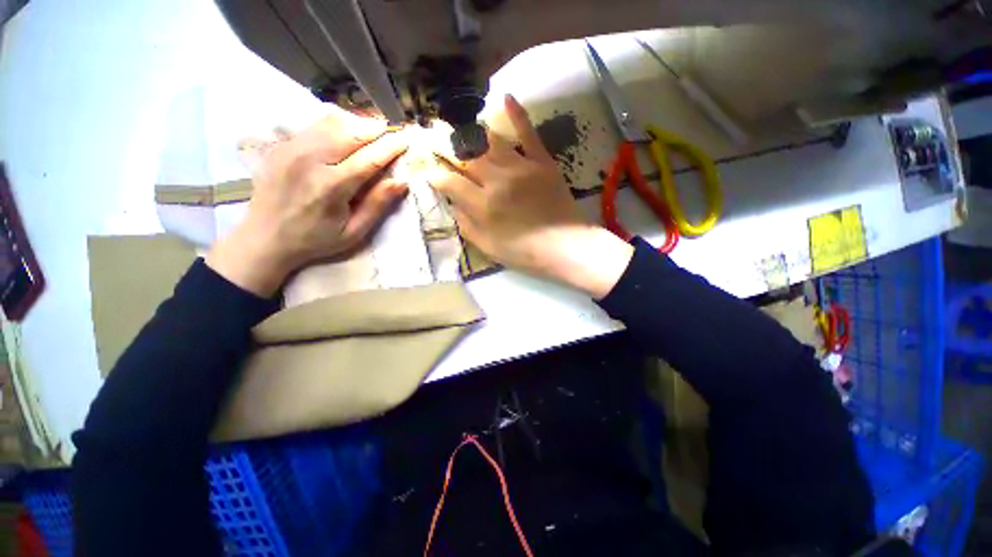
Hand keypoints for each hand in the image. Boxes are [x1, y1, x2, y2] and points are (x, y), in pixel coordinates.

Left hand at [207, 110, 408, 296]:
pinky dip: (335, 124)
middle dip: (375, 128)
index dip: (391, 147)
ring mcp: (291, 149)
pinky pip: (314, 125)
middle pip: (350, 133)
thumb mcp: (354, 232)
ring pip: (331, 122)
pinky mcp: (281, 146)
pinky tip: (346, 131)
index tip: (406, 139)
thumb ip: (377, 205)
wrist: (264, 237)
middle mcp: (310, 160)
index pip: (369, 159)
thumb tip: (401, 182)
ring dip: (356, 123)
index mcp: (331, 186)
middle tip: (392, 129)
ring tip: (373, 127)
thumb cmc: (316, 239)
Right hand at [431, 94, 632, 298]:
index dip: (436, 175)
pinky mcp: (542, 162)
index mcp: (483, 205)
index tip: (429, 172)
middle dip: (446, 147)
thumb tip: (453, 204)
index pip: (450, 182)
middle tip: (434, 138)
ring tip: (460, 127)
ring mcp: (521, 167)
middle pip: (465, 156)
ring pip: (490, 141)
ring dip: (472, 132)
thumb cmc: (524, 252)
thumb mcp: (488, 247)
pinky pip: (528, 133)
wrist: (564, 246)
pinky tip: (506, 96)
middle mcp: (497, 180)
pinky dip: (517, 114)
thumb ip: (467, 225)